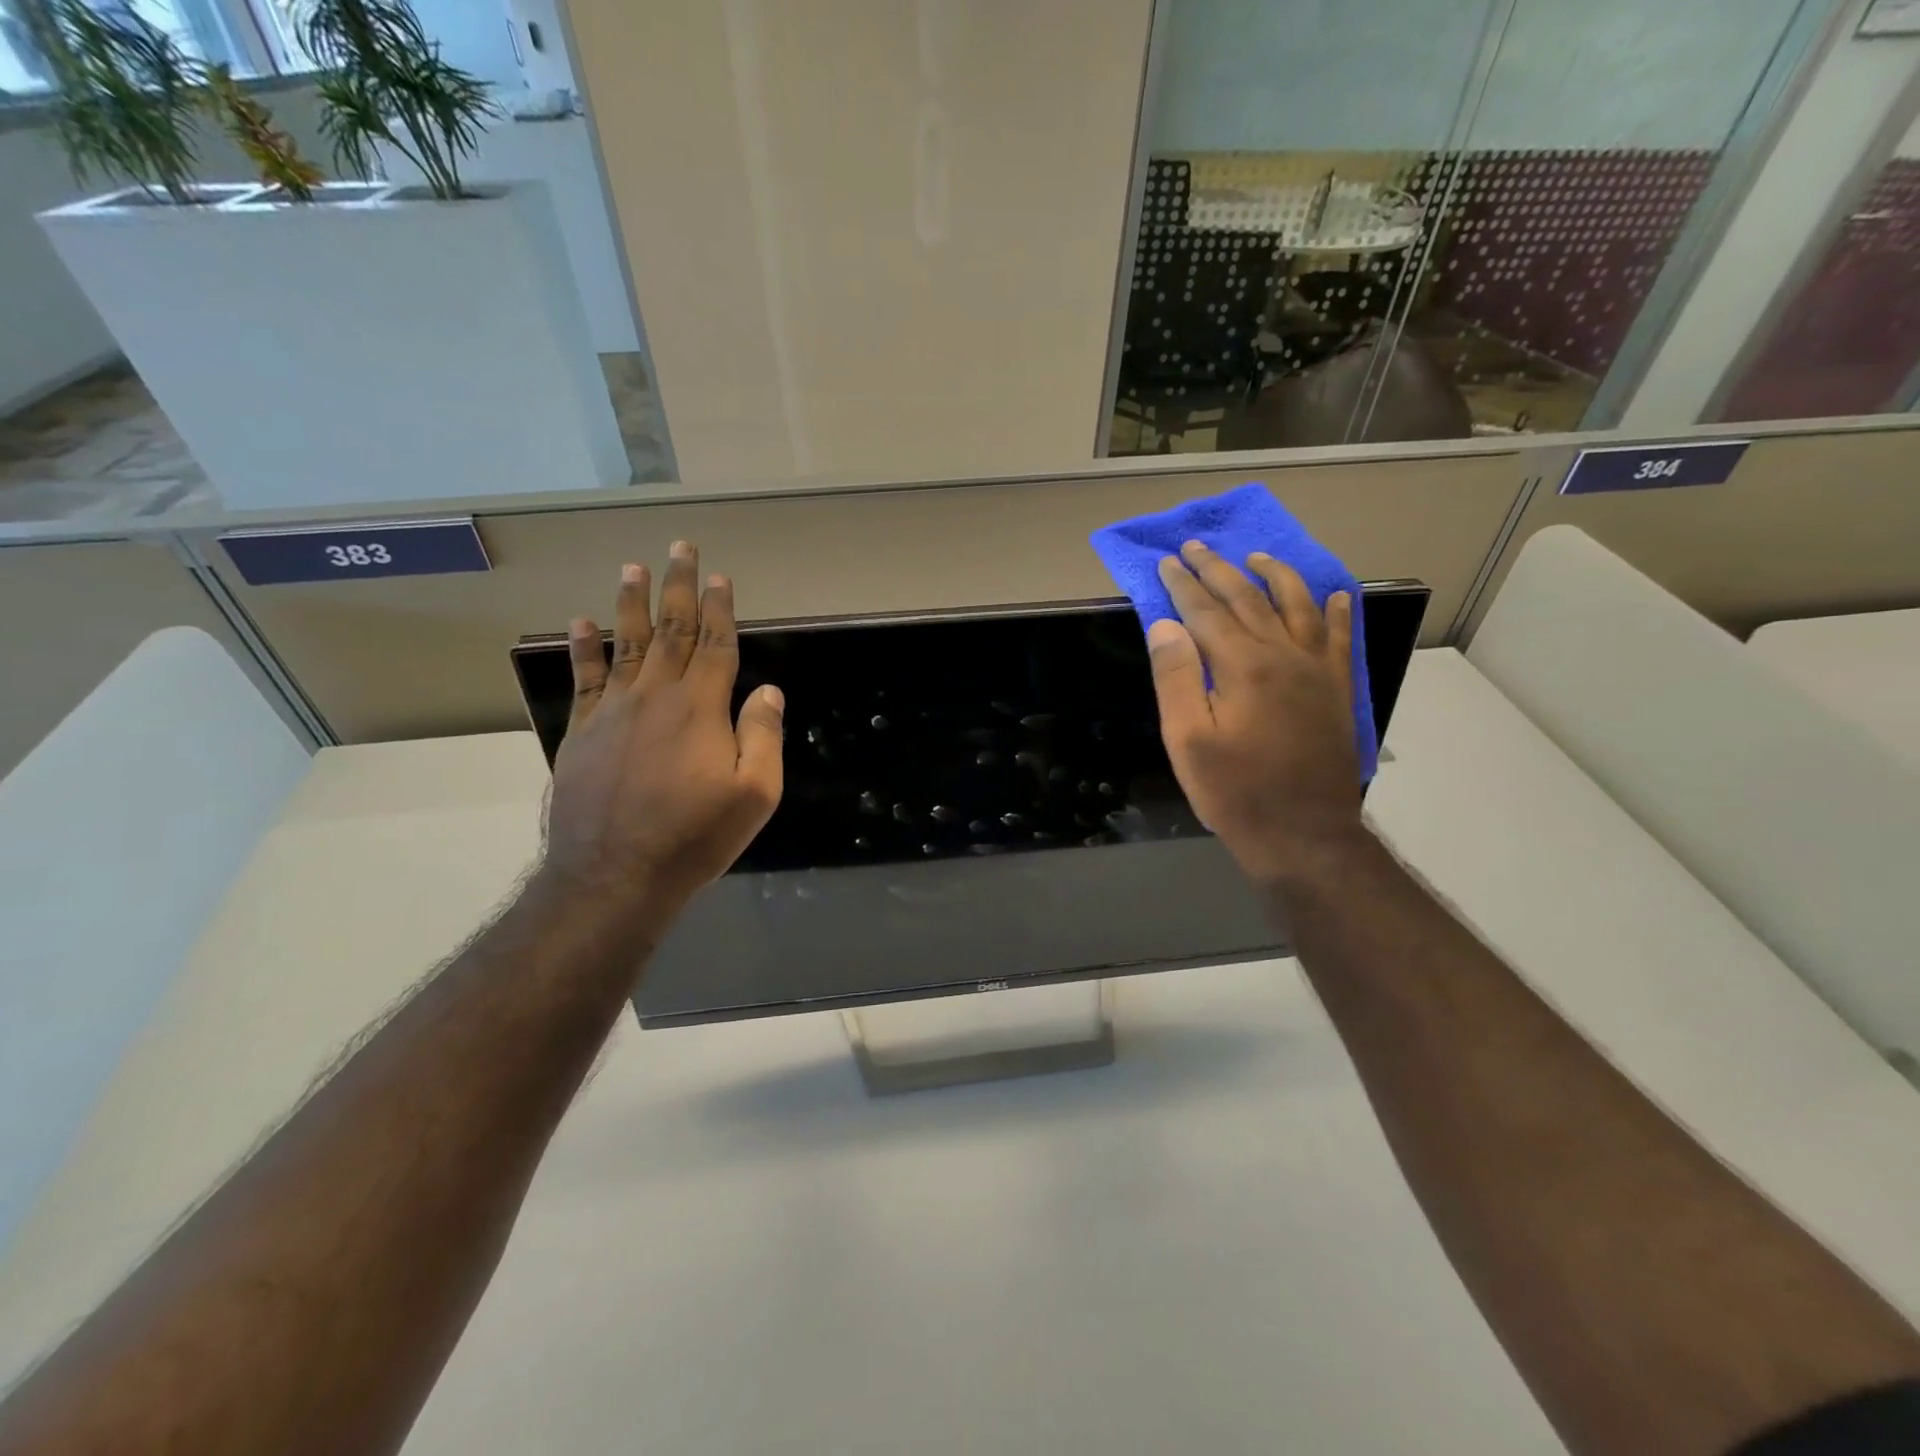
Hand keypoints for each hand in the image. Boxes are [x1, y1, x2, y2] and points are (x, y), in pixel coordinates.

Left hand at [541, 541, 783, 918]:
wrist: (615, 874)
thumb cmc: (695, 837)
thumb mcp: (754, 794)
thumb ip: (762, 736)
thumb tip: (766, 690)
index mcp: (702, 708)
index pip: (716, 645)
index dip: (721, 608)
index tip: (721, 577)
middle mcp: (656, 696)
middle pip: (671, 630)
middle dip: (679, 587)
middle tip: (680, 547)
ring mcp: (614, 711)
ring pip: (625, 643)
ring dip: (631, 602)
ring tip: (633, 566)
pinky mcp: (583, 731)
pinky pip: (584, 678)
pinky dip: (582, 646)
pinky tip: (580, 621)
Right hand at [1148, 540, 1364, 887]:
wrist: (1303, 834)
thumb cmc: (1234, 791)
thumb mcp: (1187, 740)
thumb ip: (1175, 678)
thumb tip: (1165, 624)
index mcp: (1242, 665)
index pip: (1205, 611)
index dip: (1183, 585)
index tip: (1166, 562)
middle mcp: (1282, 654)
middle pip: (1247, 599)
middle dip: (1218, 569)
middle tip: (1196, 547)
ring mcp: (1315, 669)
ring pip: (1296, 605)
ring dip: (1275, 576)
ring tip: (1256, 557)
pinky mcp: (1335, 689)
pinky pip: (1339, 637)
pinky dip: (1336, 611)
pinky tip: (1333, 595)